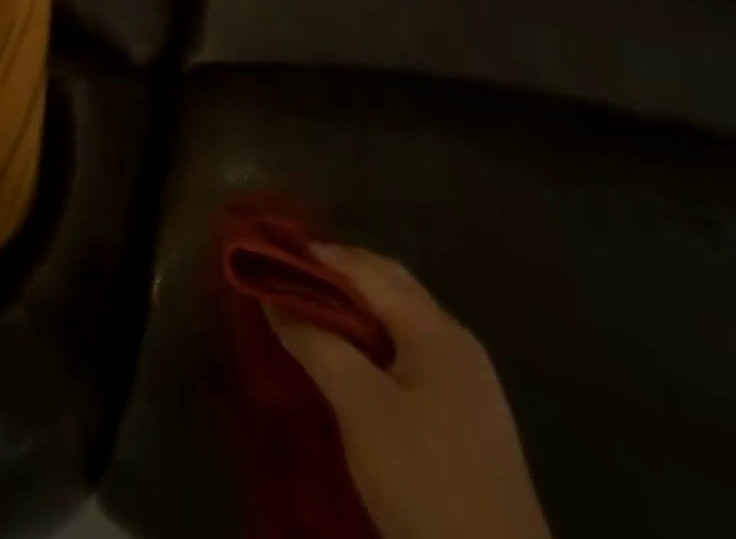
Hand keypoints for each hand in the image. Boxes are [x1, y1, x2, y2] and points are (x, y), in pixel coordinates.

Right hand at [268, 246, 552, 538]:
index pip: (365, 267)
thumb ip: (314, 342)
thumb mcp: (358, 406)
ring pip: (398, 319)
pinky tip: (347, 360)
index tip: (268, 255)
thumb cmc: (425, 480)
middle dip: (334, 275)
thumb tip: (273, 297)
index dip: (315, 256)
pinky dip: (371, 339)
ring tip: (306, 316)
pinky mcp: (466, 417)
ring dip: (351, 308)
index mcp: (436, 329)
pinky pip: (409, 352)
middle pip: (387, 285)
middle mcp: (456, 342)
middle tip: (284, 280)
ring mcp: (467, 381)